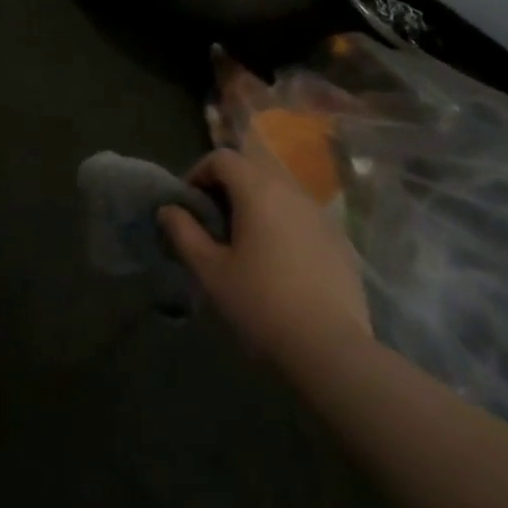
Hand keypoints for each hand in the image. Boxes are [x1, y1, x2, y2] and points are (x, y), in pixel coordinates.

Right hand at [159, 147, 371, 363]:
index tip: (190, 205)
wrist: (333, 350)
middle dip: (227, 189)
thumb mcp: (212, 271)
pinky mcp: (339, 239)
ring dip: (256, 206)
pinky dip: (283, 224)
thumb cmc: (262, 304)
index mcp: (257, 190)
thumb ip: (185, 233)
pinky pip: (301, 216)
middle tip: (214, 226)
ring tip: (246, 244)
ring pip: (278, 192)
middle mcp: (290, 190)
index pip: (222, 158)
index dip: (199, 173)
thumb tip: (168, 209)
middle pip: (251, 171)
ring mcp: (319, 214)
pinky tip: (281, 263)